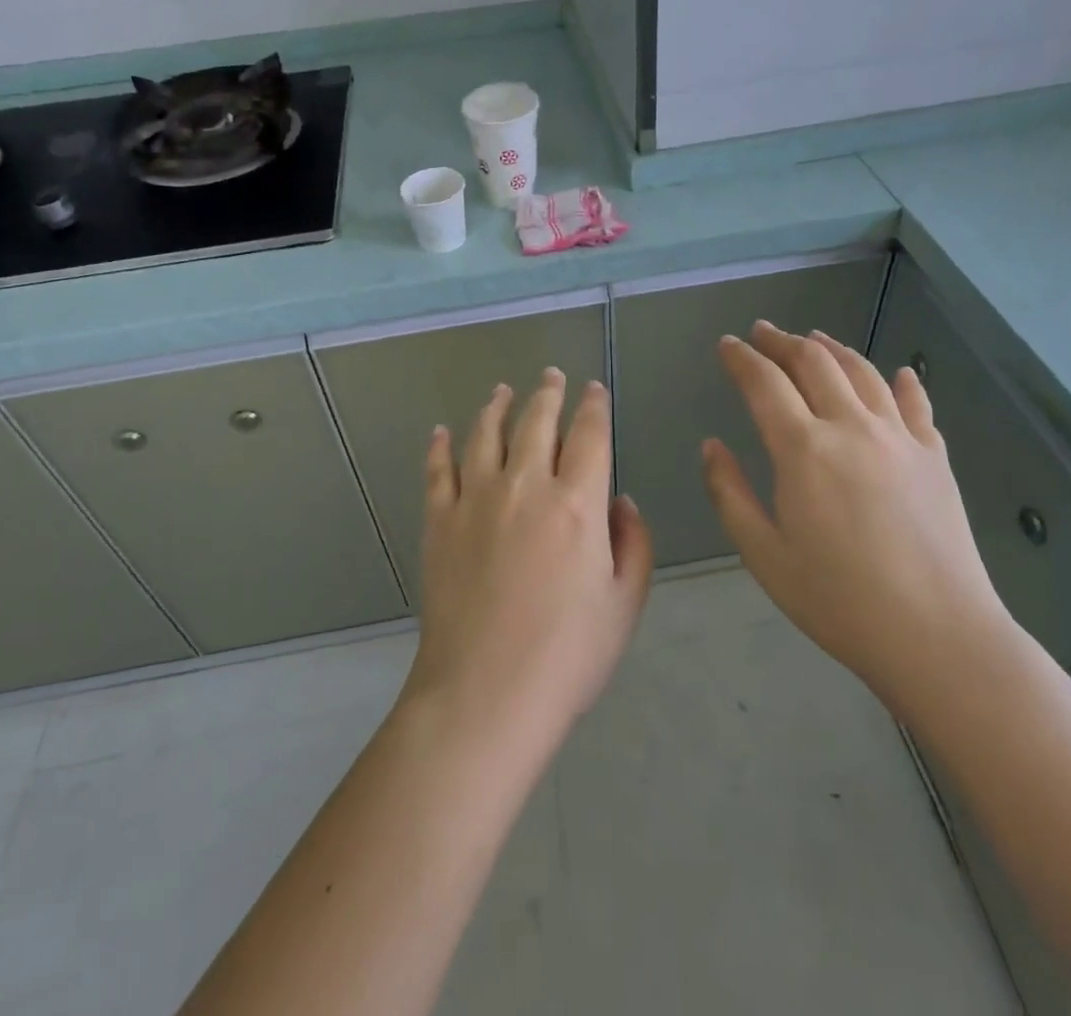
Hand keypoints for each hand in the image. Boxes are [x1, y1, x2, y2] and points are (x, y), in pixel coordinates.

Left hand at [404, 370, 653, 751]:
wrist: (484, 694)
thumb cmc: (566, 656)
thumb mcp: (623, 604)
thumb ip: (633, 544)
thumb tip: (620, 501)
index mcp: (577, 503)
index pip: (589, 435)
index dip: (594, 407)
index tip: (593, 390)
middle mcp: (525, 486)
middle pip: (537, 422)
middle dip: (548, 393)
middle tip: (551, 376)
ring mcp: (475, 499)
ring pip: (486, 433)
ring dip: (497, 406)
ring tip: (502, 390)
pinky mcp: (439, 521)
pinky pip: (437, 470)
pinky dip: (439, 446)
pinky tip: (440, 432)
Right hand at [701, 322, 1017, 726]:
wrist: (938, 636)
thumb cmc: (838, 600)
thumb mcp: (763, 555)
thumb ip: (729, 494)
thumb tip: (711, 446)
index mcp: (803, 450)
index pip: (764, 383)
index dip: (741, 358)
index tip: (727, 344)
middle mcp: (851, 428)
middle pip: (814, 363)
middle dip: (783, 341)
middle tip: (763, 332)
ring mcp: (900, 438)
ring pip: (862, 372)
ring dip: (833, 349)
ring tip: (814, 339)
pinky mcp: (935, 457)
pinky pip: (916, 405)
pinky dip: (903, 382)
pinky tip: (900, 373)